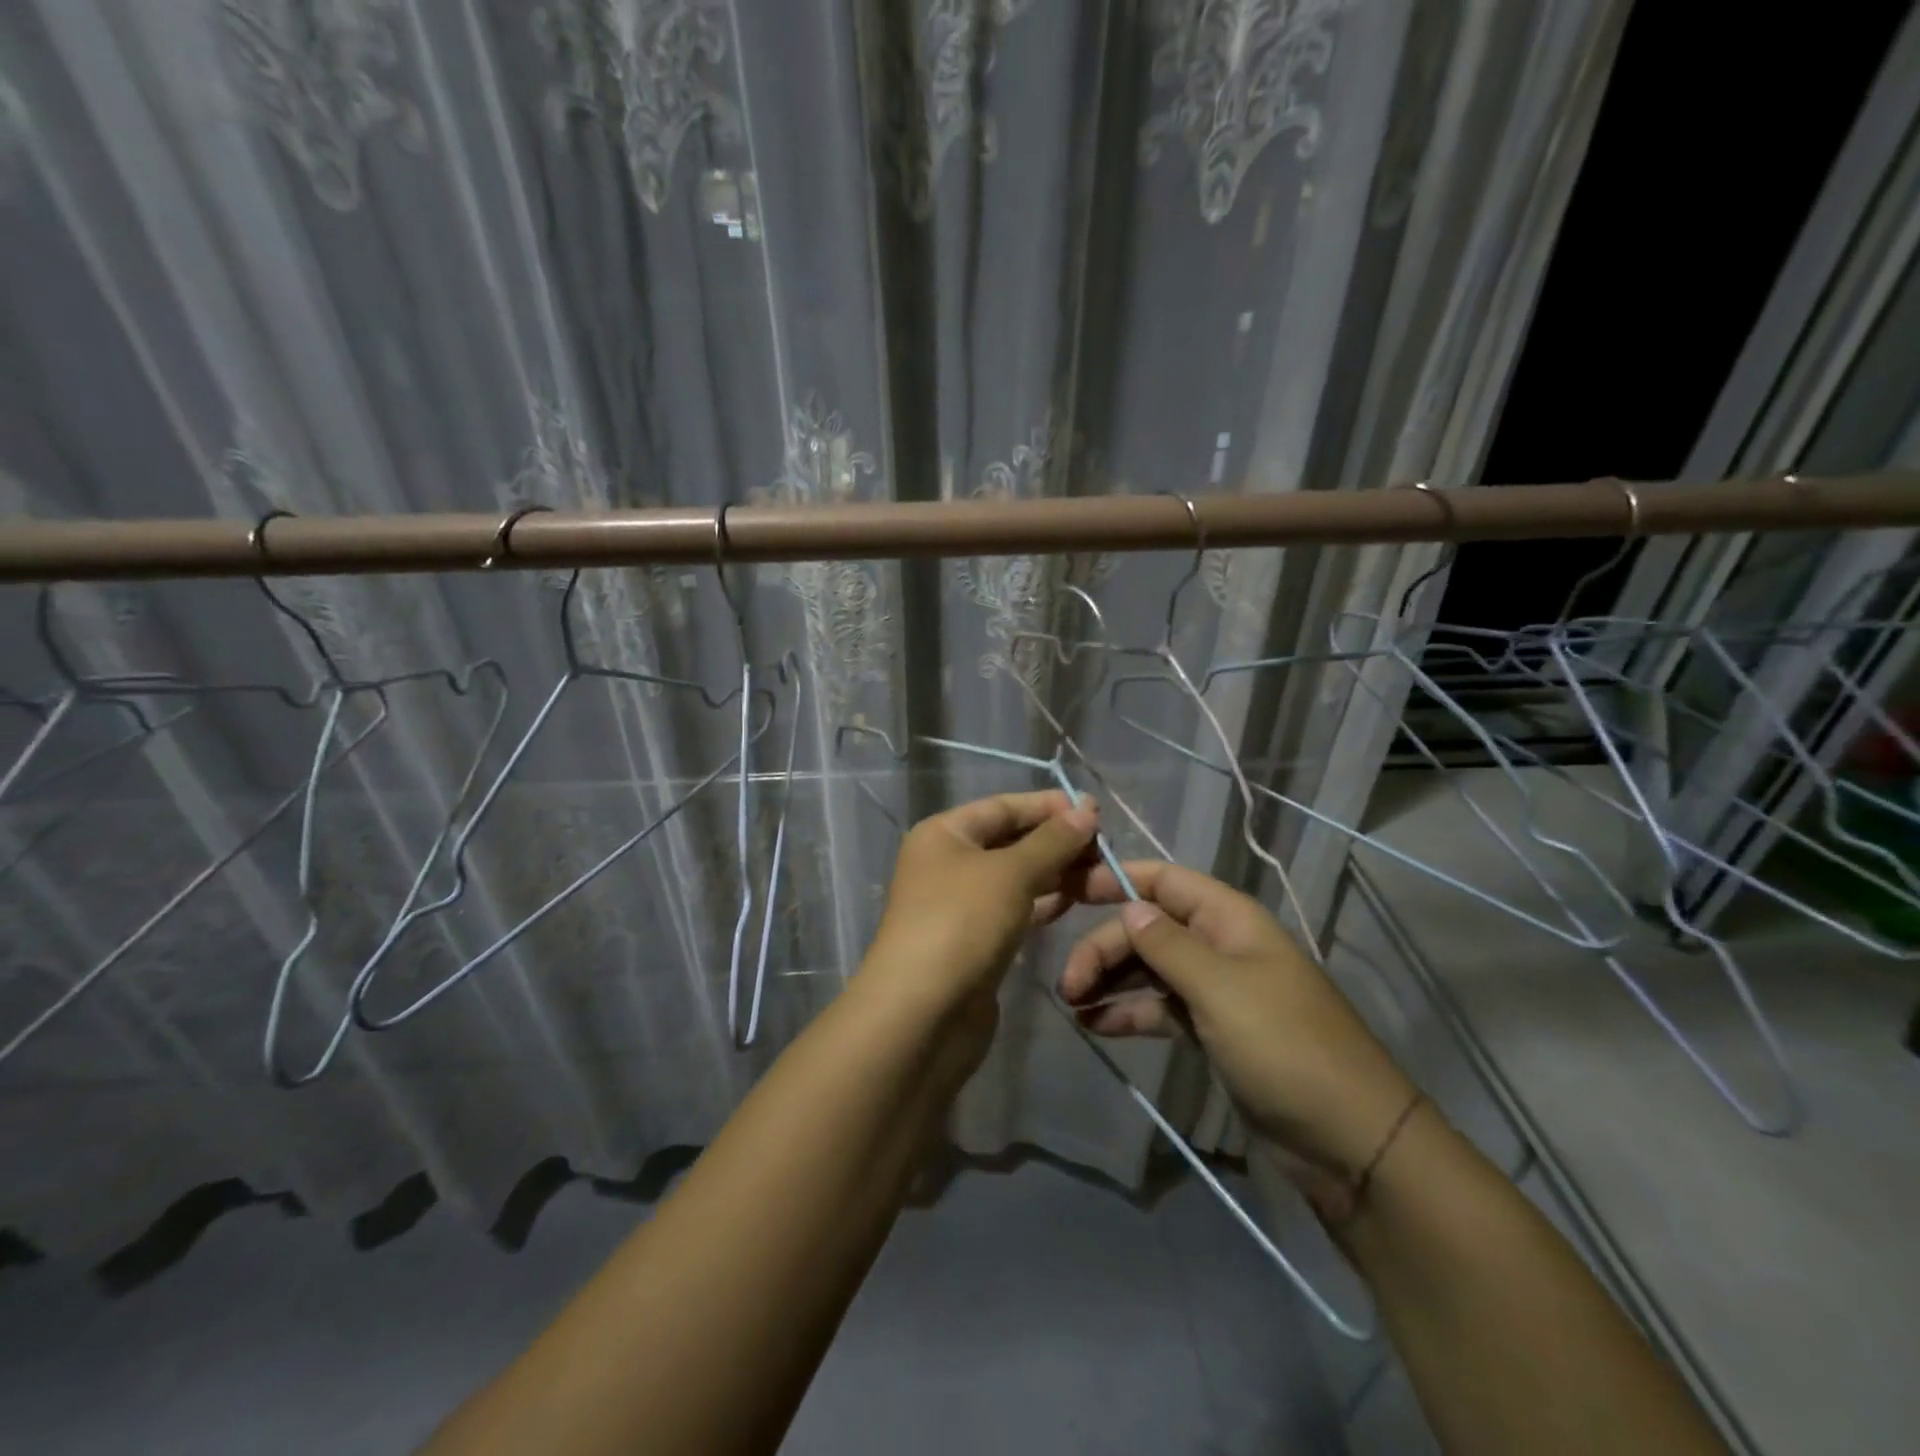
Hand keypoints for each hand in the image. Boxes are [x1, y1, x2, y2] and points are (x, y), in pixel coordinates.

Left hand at [860, 790, 1100, 1020]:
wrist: (923, 1014)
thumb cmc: (962, 923)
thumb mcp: (1010, 873)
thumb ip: (1051, 841)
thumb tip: (1085, 809)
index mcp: (943, 834)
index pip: (1002, 807)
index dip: (1047, 806)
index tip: (1095, 810)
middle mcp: (947, 863)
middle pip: (1009, 841)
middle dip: (1056, 841)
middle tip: (1106, 846)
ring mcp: (960, 905)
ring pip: (1015, 877)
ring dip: (1056, 873)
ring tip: (1102, 872)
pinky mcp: (975, 941)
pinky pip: (1015, 909)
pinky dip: (1043, 903)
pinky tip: (1076, 901)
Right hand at [1059, 861, 1416, 1185]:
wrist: (1350, 1140)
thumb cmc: (1285, 1047)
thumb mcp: (1221, 988)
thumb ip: (1168, 945)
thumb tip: (1129, 908)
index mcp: (1229, 919)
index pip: (1164, 880)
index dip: (1116, 880)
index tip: (1068, 893)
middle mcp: (1220, 946)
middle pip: (1148, 929)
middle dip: (1104, 948)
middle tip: (1067, 984)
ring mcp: (1217, 991)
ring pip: (1150, 970)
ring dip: (1110, 980)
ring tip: (1071, 1004)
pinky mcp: (1213, 1031)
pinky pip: (1160, 1009)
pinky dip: (1128, 1013)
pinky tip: (1095, 1026)